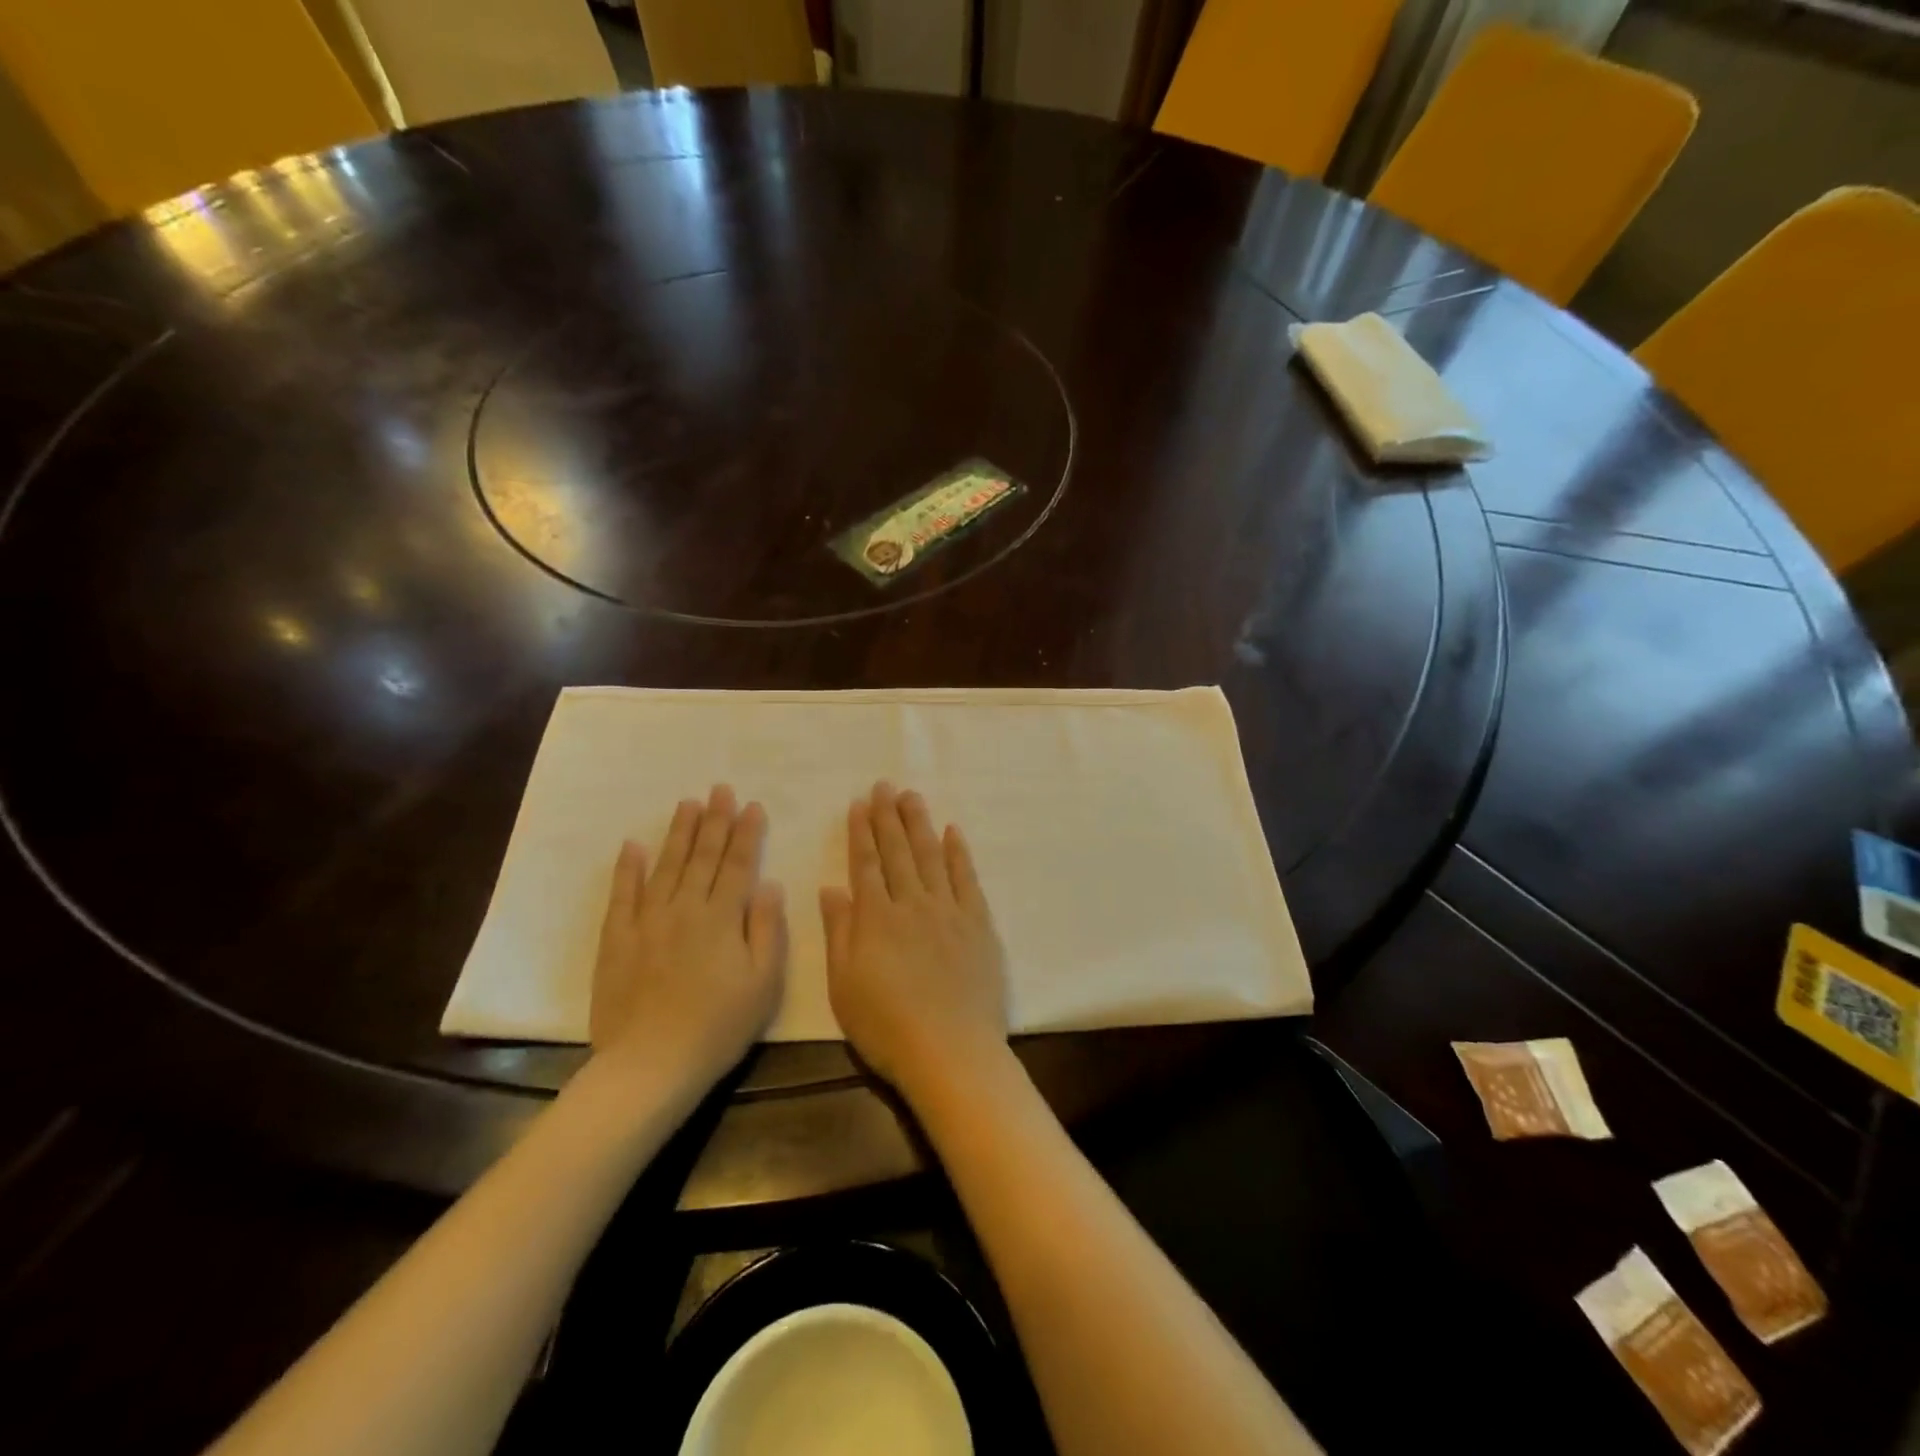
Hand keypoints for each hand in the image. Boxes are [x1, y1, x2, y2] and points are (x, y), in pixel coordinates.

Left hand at [590, 785, 786, 1077]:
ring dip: (679, 834)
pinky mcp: (617, 940)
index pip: (738, 865)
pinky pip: (623, 896)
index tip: (752, 805)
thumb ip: (767, 929)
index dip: (747, 834)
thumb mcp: (764, 982)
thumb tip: (768, 884)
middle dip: (715, 821)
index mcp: (722, 918)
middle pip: (703, 857)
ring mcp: (647, 922)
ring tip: (687, 804)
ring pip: (666, 867)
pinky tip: (633, 846)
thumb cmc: (719, 1026)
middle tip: (720, 789)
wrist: (651, 1064)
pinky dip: (627, 869)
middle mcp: (685, 909)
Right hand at [821, 782, 1007, 1099]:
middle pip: (898, 851)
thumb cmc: (887, 1026)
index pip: (866, 863)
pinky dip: (959, 852)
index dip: (861, 832)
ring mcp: (949, 910)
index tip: (859, 804)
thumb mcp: (843, 986)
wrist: (950, 1051)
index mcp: (876, 918)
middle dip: (888, 816)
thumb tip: (832, 888)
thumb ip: (839, 933)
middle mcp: (912, 903)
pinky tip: (953, 832)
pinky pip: (967, 878)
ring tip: (911, 797)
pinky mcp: (978, 923)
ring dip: (920, 824)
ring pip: (931, 855)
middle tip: (885, 785)